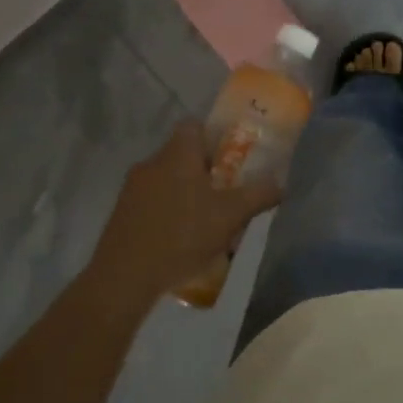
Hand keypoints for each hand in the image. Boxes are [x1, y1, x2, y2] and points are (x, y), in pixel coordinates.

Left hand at [87, 122, 284, 302]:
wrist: (124, 276)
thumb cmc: (182, 234)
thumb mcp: (230, 215)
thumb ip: (258, 195)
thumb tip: (280, 184)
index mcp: (177, 154)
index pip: (194, 125)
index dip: (215, 135)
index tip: (232, 155)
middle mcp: (152, 163)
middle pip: (183, 154)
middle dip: (206, 170)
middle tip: (228, 191)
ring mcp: (132, 189)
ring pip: (168, 179)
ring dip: (187, 193)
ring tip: (208, 220)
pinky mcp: (122, 213)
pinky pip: (153, 201)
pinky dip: (169, 212)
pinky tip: (182, 239)